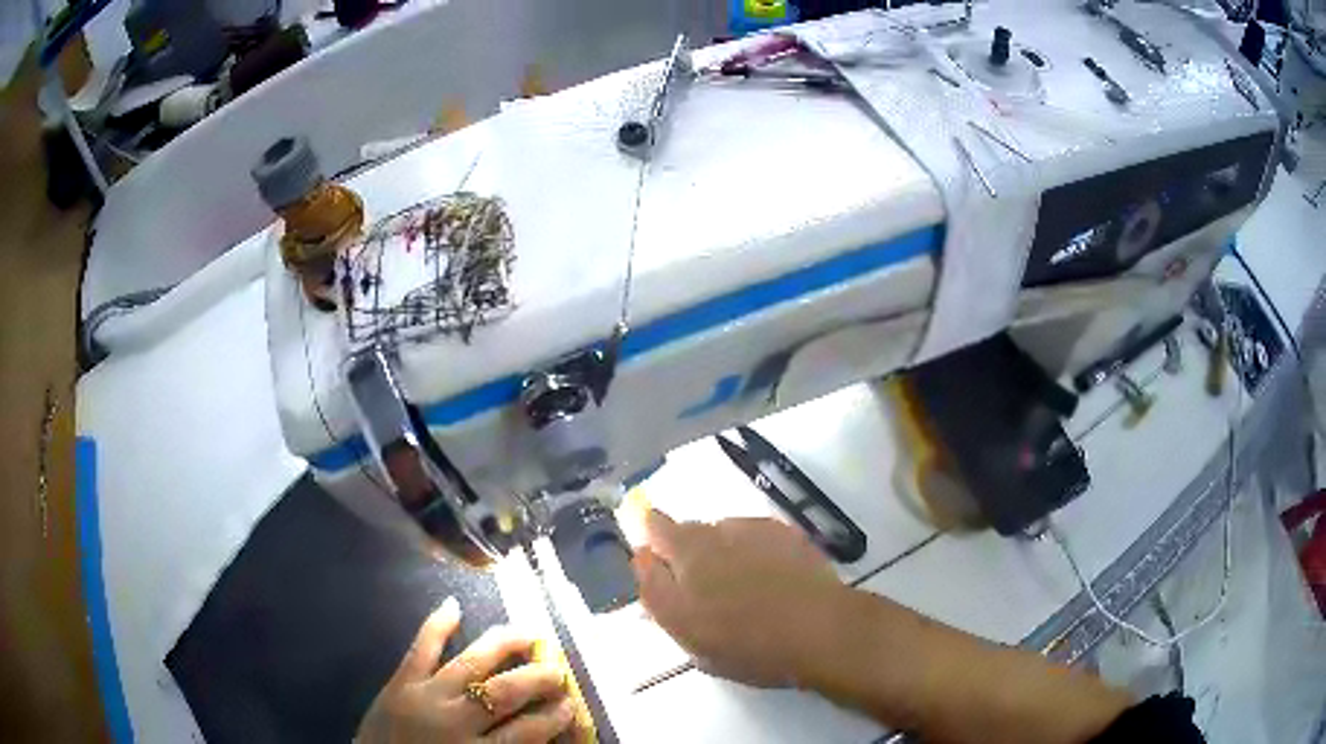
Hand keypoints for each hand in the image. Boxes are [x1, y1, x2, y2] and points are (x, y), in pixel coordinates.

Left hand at [356, 597, 574, 743]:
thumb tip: (542, 737)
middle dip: (538, 678)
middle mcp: (457, 720)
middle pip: (506, 693)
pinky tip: (453, 605)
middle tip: (558, 669)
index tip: (572, 705)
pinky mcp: (400, 681)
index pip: (528, 732)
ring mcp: (426, 695)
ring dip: (503, 646)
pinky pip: (419, 649)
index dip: (554, 717)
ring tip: (529, 633)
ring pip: (471, 664)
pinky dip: (435, 626)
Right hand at [631, 510, 845, 686]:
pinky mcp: (784, 531)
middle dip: (685, 552)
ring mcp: (751, 529)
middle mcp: (713, 535)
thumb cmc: (748, 645)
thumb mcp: (689, 636)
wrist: (819, 629)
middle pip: (685, 531)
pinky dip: (753, 551)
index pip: (653, 528)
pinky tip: (770, 578)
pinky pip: (754, 535)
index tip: (657, 564)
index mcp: (685, 558)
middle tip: (702, 589)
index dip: (650, 540)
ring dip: (720, 552)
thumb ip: (657, 594)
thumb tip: (642, 560)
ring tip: (742, 588)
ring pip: (721, 533)